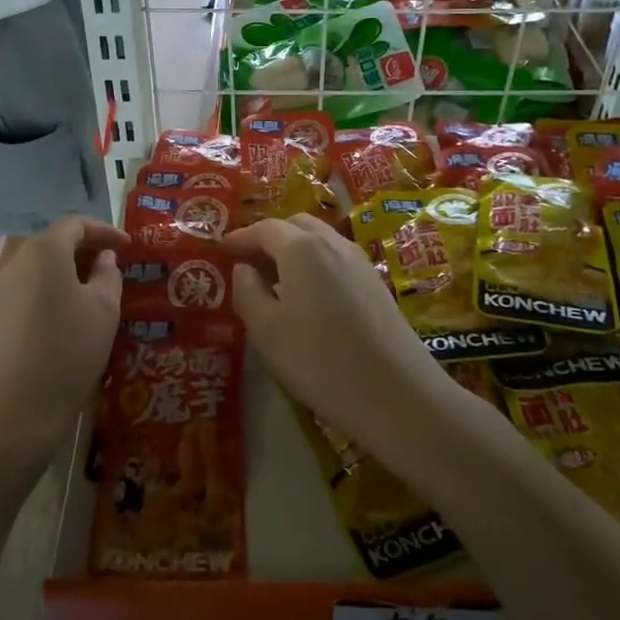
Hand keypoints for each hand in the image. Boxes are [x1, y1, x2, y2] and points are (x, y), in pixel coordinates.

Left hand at [0, 215, 128, 469]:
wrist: (17, 409)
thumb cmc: (69, 349)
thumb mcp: (104, 308)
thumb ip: (108, 274)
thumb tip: (103, 259)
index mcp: (44, 250)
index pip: (75, 224)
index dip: (105, 231)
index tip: (128, 247)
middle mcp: (18, 261)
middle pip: (54, 240)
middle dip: (86, 247)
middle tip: (113, 264)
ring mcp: (3, 289)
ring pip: (40, 264)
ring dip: (69, 268)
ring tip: (96, 288)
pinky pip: (30, 286)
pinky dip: (53, 287)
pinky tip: (72, 311)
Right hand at [223, 215, 443, 454]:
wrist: (398, 394)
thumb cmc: (321, 362)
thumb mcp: (268, 331)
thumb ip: (247, 292)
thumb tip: (244, 269)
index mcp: (302, 248)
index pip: (264, 229)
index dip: (240, 237)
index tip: (222, 249)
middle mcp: (333, 243)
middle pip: (295, 226)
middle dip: (268, 237)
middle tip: (247, 263)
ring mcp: (359, 262)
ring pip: (319, 240)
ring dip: (293, 249)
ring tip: (274, 280)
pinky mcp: (375, 283)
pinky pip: (335, 258)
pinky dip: (314, 263)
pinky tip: (307, 296)